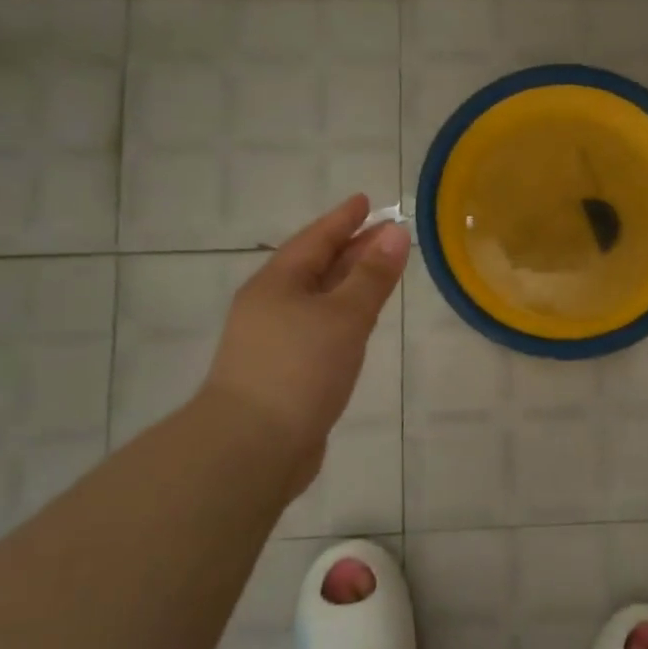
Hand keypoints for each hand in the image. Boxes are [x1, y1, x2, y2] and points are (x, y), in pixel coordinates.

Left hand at [200, 194, 410, 497]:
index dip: (344, 219)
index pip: (316, 239)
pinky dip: (343, 315)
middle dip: (352, 248)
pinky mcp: (284, 371)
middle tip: (387, 234)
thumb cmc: (299, 369)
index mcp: (277, 283)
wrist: (252, 448)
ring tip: (380, 272)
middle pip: (317, 266)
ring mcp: (274, 340)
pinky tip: (359, 323)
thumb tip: (396, 233)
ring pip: (319, 299)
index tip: (366, 200)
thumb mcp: (344, 316)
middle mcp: (271, 305)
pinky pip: (320, 327)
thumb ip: (372, 276)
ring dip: (349, 282)